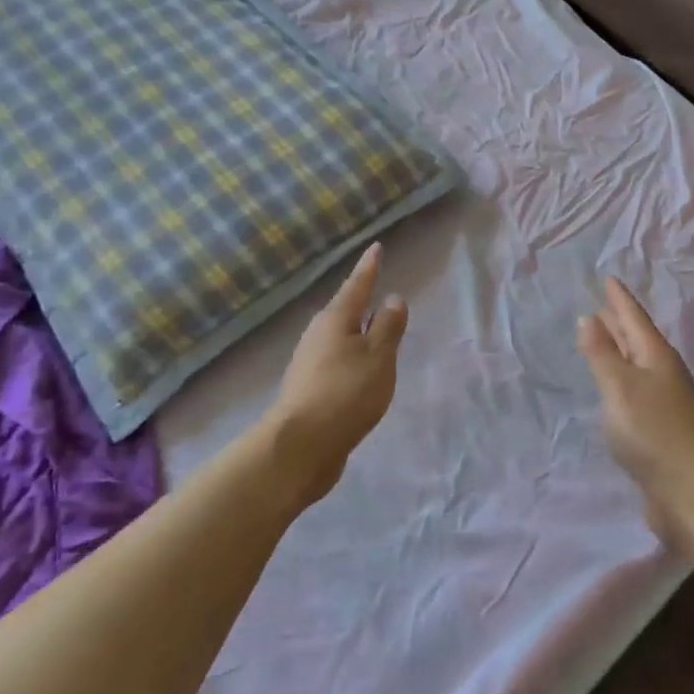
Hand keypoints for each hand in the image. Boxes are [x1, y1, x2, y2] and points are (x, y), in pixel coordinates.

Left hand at [263, 242, 407, 508]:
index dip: (369, 267)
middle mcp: (317, 335)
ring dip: (357, 335)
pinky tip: (361, 374)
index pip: (357, 285)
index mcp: (336, 320)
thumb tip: (392, 298)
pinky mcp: (308, 389)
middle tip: (379, 292)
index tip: (376, 247)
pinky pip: (336, 363)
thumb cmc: (346, 393)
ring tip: (377, 336)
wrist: (300, 446)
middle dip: (362, 303)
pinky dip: (352, 360)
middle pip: (344, 312)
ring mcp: (309, 363)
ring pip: (339, 339)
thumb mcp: (378, 357)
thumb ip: (388, 327)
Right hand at [578, 277, 693, 550]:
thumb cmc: (653, 432)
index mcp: (656, 357)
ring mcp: (664, 401)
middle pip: (638, 338)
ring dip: (620, 348)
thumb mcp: (620, 387)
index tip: (608, 278)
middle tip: (601, 303)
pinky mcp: (660, 427)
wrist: (692, 493)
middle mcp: (663, 373)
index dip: (619, 300)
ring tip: (602, 335)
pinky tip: (612, 385)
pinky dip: (620, 376)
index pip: (634, 319)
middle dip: (619, 320)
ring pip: (637, 363)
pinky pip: (635, 388)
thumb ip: (602, 354)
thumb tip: (589, 318)